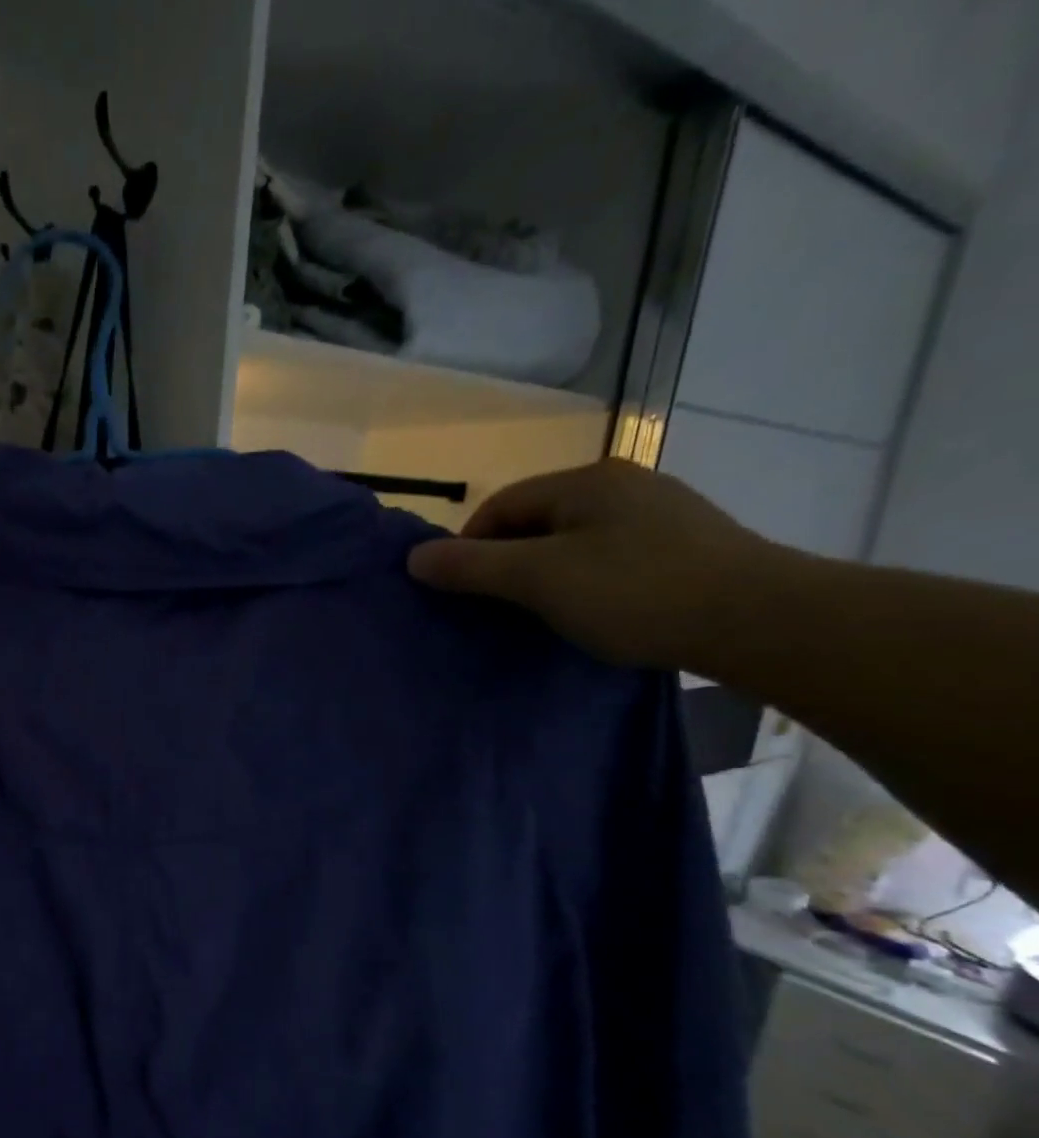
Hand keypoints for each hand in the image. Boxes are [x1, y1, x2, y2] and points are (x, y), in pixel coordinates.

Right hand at [406, 460, 783, 668]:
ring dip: (546, 574)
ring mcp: (661, 513)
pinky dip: (587, 581)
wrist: (759, 619)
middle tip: (498, 608)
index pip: (502, 504)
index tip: (462, 591)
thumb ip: (472, 566)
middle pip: (538, 520)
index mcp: (586, 481)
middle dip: (507, 562)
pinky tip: (595, 612)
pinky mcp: (687, 545)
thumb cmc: (635, 592)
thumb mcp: (538, 579)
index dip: (469, 545)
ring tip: (543, 615)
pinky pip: (611, 556)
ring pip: (575, 540)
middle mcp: (624, 484)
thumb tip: (413, 557)